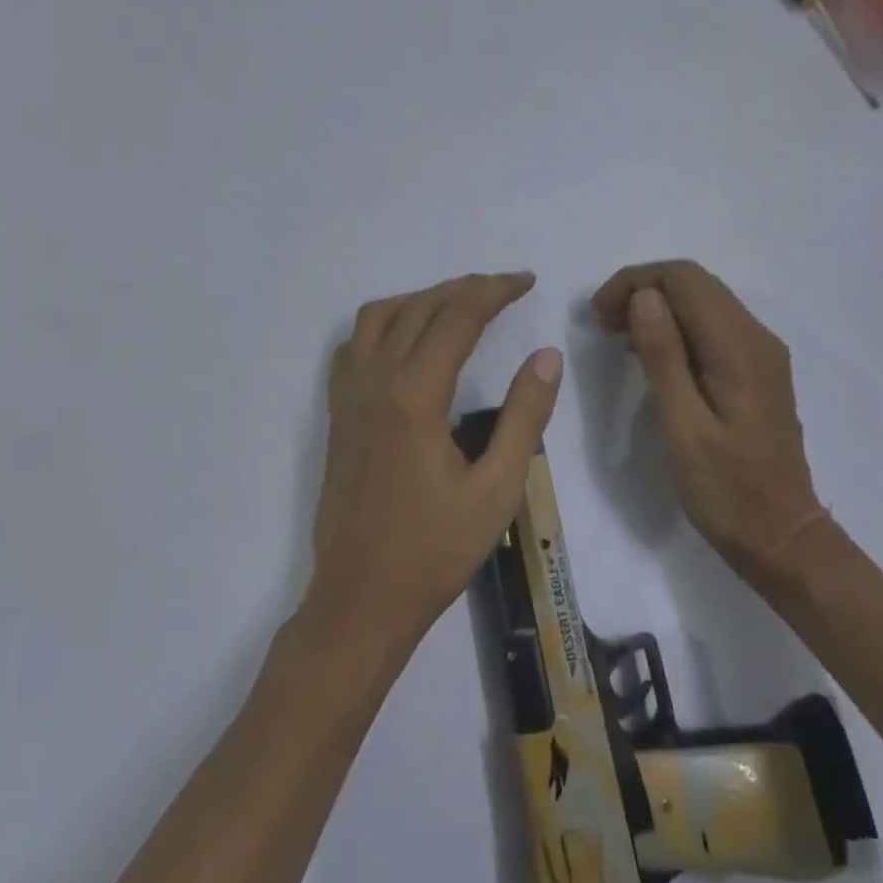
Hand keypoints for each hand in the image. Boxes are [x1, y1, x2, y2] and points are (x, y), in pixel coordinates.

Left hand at [310, 273, 562, 649]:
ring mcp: (348, 395)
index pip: (458, 316)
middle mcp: (374, 380)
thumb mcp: (496, 489)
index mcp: (414, 395)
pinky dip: (385, 324)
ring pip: (380, 316)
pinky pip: (355, 344)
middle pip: (420, 307)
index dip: (495, 291)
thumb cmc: (434, 551)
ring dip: (422, 299)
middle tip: (505, 288)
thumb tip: (546, 356)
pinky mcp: (337, 413)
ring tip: (460, 307)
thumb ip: (524, 416)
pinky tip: (407, 342)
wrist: (360, 600)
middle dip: (465, 288)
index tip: (526, 282)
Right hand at [593, 260, 825, 584]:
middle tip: (601, 323)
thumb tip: (644, 297)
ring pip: (703, 301)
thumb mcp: (684, 428)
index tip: (598, 314)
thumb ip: (665, 358)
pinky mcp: (756, 370)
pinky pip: (711, 327)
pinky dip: (675, 327)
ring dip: (657, 306)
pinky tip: (648, 352)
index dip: (635, 282)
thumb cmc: (727, 491)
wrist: (783, 538)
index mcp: (740, 348)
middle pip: (696, 283)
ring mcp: (761, 353)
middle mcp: (756, 337)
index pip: (685, 279)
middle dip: (643, 289)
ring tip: (616, 334)